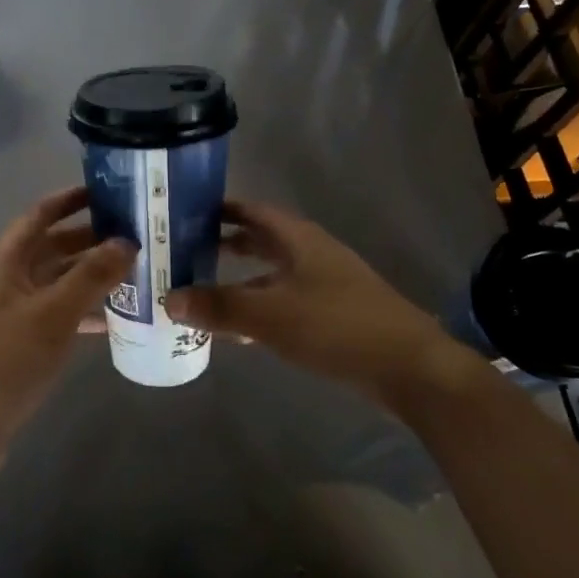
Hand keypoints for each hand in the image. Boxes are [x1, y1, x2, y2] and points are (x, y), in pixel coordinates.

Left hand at [0, 186, 135, 471]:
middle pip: (53, 247)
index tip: (105, 191)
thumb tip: (127, 242)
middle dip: (90, 239)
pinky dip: (85, 311)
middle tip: (134, 235)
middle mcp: (11, 280)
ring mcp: (16, 313)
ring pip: (59, 282)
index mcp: (8, 261)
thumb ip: (91, 276)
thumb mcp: (54, 313)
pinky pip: (60, 315)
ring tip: (134, 273)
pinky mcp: (24, 344)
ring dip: (91, 275)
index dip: (69, 199)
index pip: (39, 215)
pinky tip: (115, 318)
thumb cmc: (7, 358)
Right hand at [165, 199, 482, 399]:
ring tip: (202, 289)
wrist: (410, 368)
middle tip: (184, 251)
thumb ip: (218, 307)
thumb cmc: (338, 326)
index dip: (219, 209)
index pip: (251, 210)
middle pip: (260, 240)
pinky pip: (284, 301)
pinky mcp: (333, 314)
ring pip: (271, 273)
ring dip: (240, 278)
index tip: (183, 213)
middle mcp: (310, 253)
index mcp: (298, 238)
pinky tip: (238, 329)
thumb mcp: (270, 315)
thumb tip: (168, 299)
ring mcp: (324, 283)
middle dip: (225, 243)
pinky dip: (258, 306)